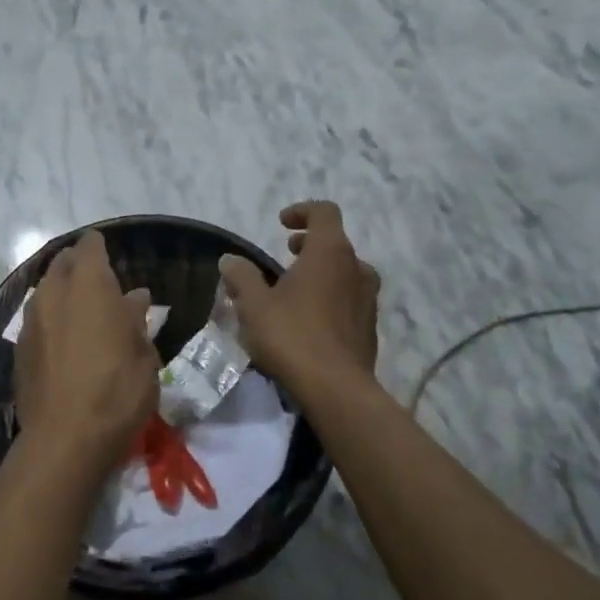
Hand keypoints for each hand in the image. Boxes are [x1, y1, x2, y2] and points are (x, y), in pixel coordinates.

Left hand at [14, 230, 159, 480]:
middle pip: (62, 263)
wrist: (65, 440)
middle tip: (99, 284)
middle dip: (78, 266)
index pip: (90, 246)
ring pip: (45, 290)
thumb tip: (135, 297)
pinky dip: (51, 320)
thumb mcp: (143, 355)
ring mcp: (31, 320)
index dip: (99, 247)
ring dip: (62, 293)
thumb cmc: (117, 391)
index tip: (111, 255)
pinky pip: (37, 319)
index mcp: (89, 285)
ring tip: (82, 312)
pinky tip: (65, 340)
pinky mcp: (19, 347)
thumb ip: (136, 319)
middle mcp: (54, 293)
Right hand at [219, 202, 379, 397]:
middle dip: (309, 244)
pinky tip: (309, 321)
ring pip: (345, 272)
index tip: (281, 225)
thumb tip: (230, 260)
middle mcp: (356, 268)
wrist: (337, 389)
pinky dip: (331, 297)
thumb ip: (241, 276)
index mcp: (330, 252)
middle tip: (285, 257)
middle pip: (335, 242)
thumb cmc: (293, 336)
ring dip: (321, 273)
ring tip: (295, 291)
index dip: (302, 211)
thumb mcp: (254, 304)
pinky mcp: (370, 326)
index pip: (324, 212)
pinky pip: (350, 299)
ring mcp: (368, 298)